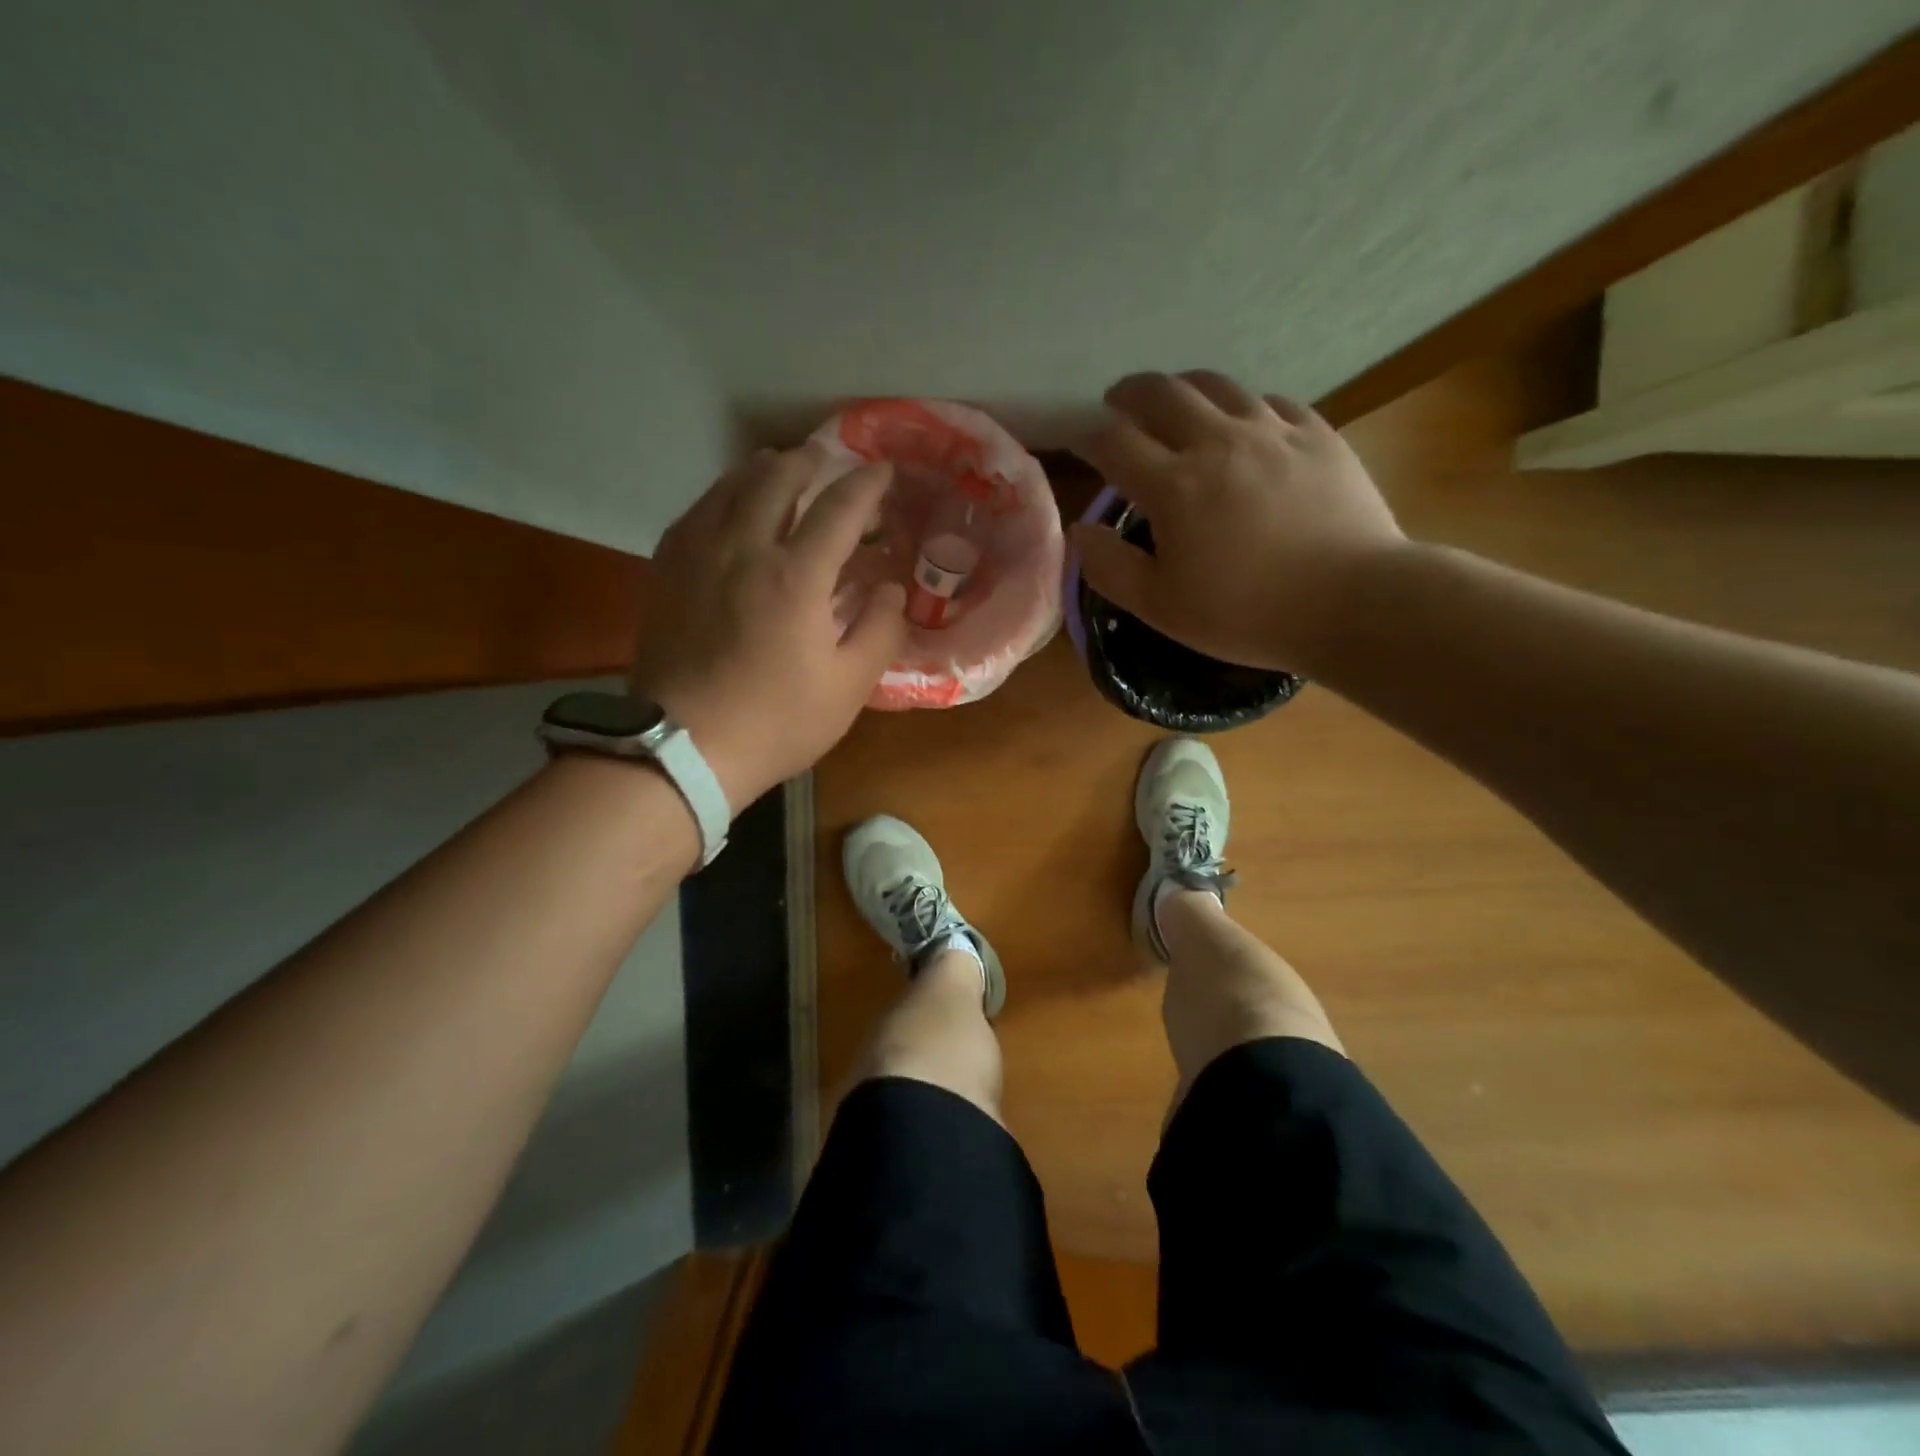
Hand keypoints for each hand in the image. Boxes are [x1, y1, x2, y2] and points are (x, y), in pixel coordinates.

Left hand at [629, 446, 906, 809]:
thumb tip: (890, 590)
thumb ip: (879, 631)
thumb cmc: (776, 722)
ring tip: (779, 467)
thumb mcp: (848, 688)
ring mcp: (698, 555)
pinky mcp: (667, 570)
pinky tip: (727, 505)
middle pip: (777, 478)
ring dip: (762, 469)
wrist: (684, 748)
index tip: (884, 471)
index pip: (840, 508)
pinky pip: (697, 511)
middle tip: (827, 459)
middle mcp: (745, 548)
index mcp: (797, 576)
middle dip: (809, 460)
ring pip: (730, 486)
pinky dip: (722, 495)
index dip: (867, 484)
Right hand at [1073, 370, 1406, 673]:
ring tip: (1174, 404)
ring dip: (1182, 389)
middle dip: (1129, 394)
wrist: (1354, 602)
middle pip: (1161, 393)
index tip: (1079, 443)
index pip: (1113, 441)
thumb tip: (1081, 531)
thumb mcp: (1161, 607)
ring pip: (1216, 385)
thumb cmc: (1247, 614)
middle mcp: (1218, 442)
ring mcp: (1273, 431)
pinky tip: (1243, 425)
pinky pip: (1270, 401)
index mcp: (1174, 486)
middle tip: (1118, 406)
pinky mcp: (1317, 433)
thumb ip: (1110, 568)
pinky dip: (1242, 406)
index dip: (1087, 436)